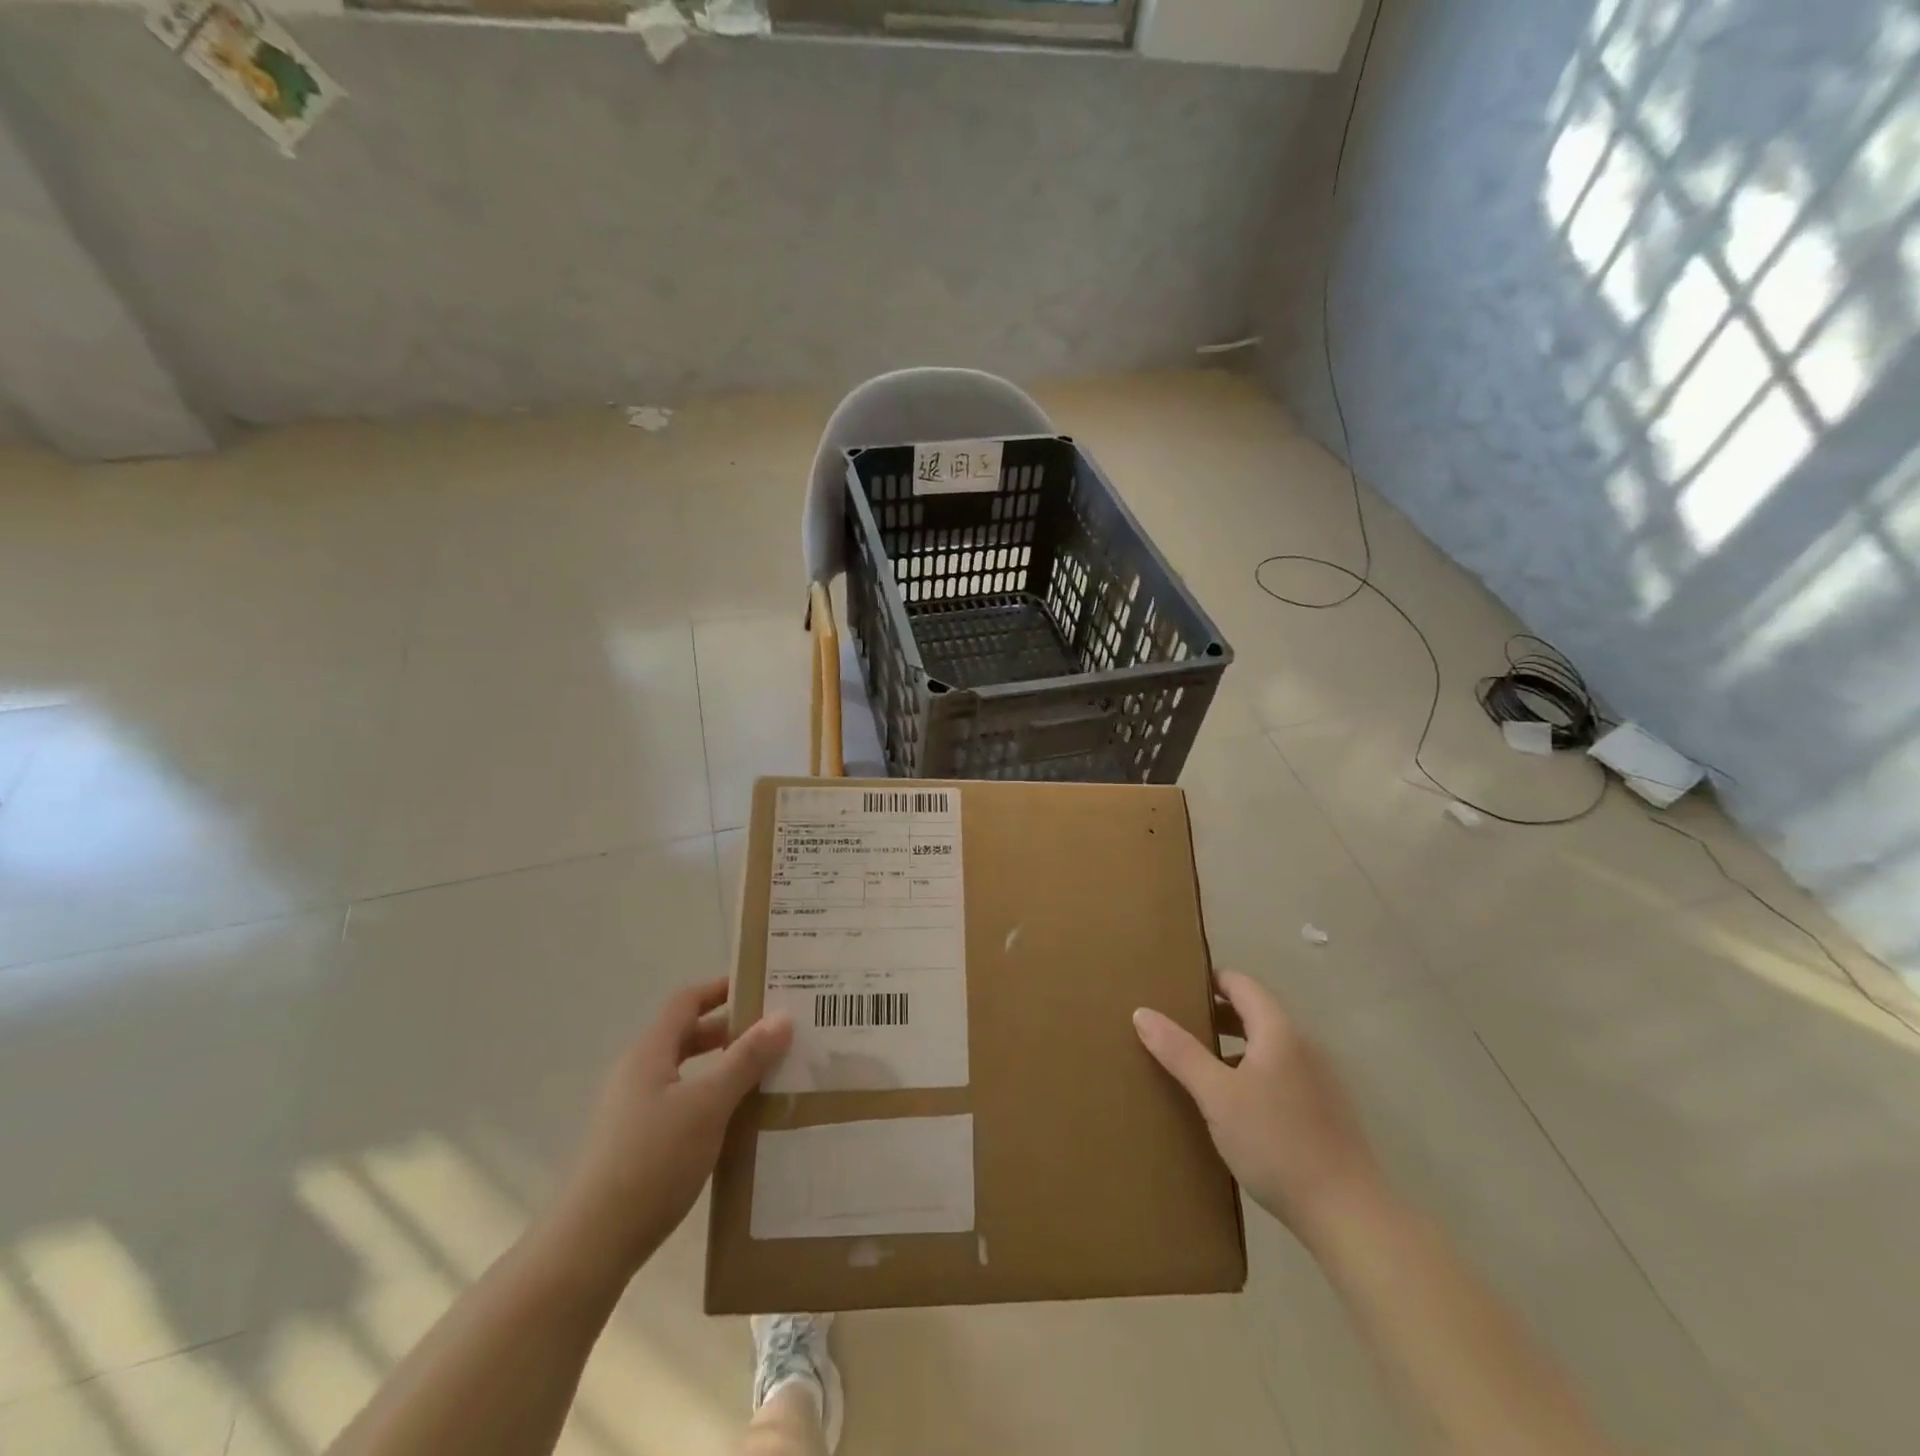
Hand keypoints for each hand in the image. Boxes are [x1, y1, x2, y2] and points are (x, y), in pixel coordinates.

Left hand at [548, 979, 792, 1282]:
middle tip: (775, 1032)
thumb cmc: (652, 1160)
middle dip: (730, 1030)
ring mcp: (634, 1112)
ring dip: (723, 1068)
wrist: (592, 1245)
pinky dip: (712, 1101)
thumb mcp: (708, 1104)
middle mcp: (638, 1074)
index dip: (722, 988)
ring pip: (686, 1073)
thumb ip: (746, 1059)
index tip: (762, 986)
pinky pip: (682, 1105)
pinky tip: (738, 1122)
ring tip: (767, 1075)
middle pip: (687, 1035)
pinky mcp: (636, 1146)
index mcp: (650, 1053)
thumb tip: (783, 1017)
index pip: (687, 1001)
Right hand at [1134, 971, 1384, 1245]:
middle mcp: (1303, 1046)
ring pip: (1267, 1047)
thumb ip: (1180, 1052)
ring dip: (1233, 1047)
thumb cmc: (1276, 1143)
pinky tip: (1233, 1107)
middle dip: (1216, 1015)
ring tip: (1198, 1067)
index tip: (1175, 990)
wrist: (1348, 1215)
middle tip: (1177, 1027)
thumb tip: (1142, 1012)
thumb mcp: (1217, 1096)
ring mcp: (1319, 1079)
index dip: (1209, 981)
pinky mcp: (1324, 1111)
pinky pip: (1280, 1074)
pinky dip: (1252, 1073)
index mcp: (1279, 1031)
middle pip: (1255, 1013)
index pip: (1241, 984)